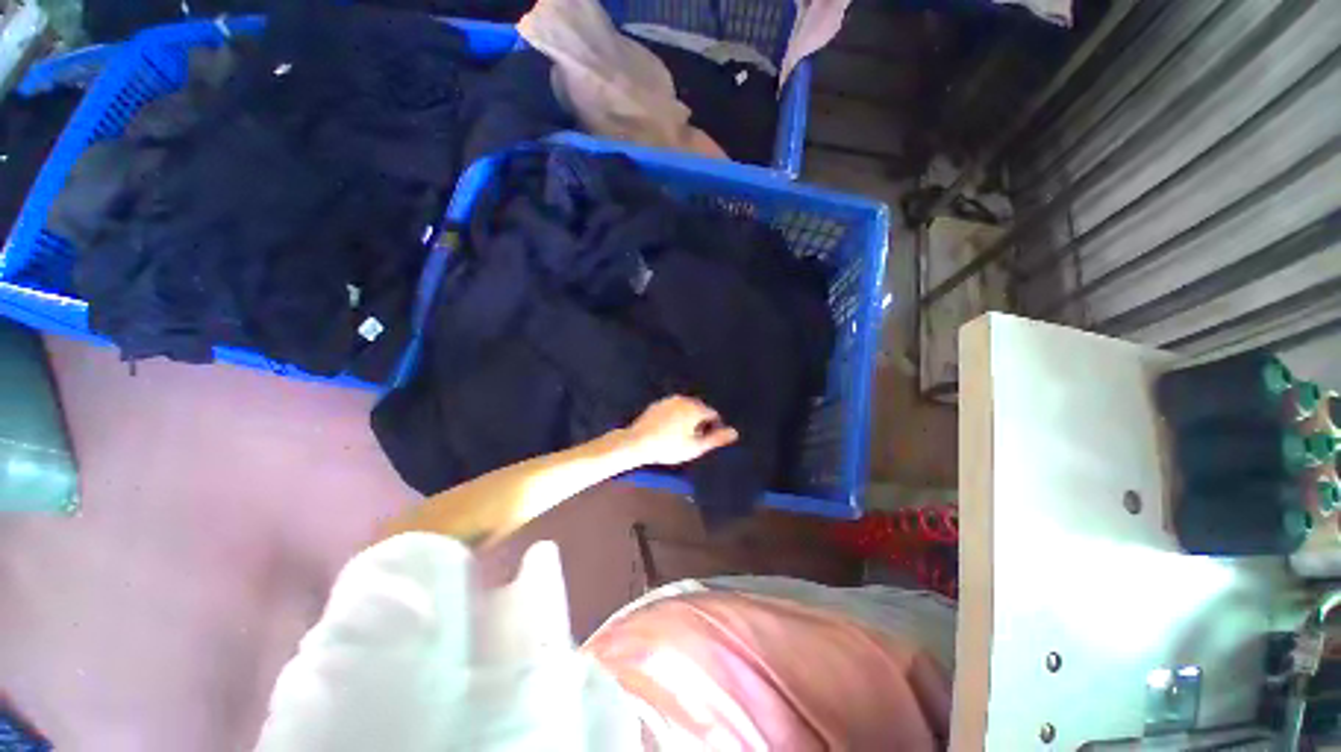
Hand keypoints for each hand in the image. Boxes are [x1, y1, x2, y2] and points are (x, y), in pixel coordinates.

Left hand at [622, 395, 739, 466]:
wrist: (638, 442)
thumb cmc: (669, 446)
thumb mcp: (696, 447)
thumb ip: (716, 439)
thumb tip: (735, 432)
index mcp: (695, 408)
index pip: (713, 415)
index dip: (713, 428)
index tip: (705, 442)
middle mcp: (684, 399)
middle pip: (700, 409)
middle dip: (700, 422)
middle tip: (693, 440)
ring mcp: (669, 400)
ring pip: (685, 408)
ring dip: (688, 419)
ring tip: (681, 436)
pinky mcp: (657, 404)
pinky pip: (673, 409)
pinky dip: (675, 417)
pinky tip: (668, 431)